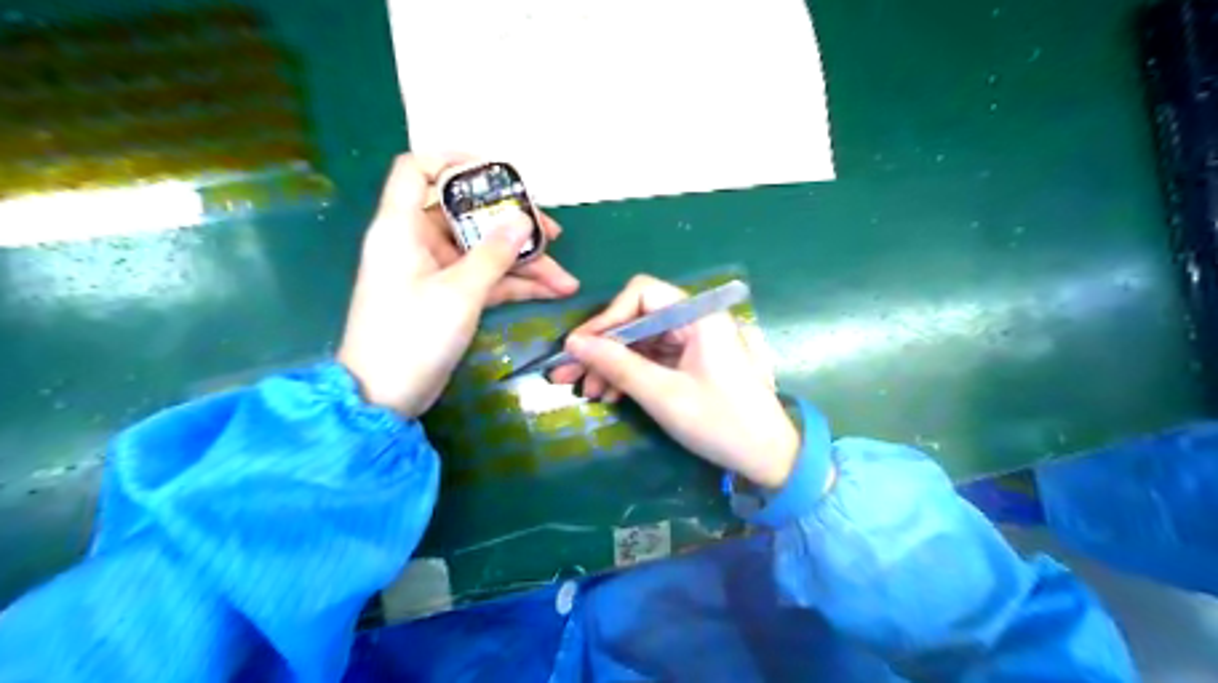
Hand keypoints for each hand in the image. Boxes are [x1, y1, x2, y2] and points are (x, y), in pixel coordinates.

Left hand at [333, 151, 575, 416]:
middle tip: (553, 234)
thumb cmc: (412, 337)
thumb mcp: (459, 293)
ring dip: (524, 263)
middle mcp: (417, 242)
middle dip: (512, 224)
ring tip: (565, 278)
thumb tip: (523, 220)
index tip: (498, 173)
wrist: (384, 397)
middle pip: (468, 215)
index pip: (417, 170)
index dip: (453, 161)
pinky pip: (486, 280)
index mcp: (402, 227)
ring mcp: (435, 272)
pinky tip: (552, 292)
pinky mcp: (448, 297)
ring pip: (484, 252)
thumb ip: (494, 254)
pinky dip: (515, 285)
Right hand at [551, 275, 801, 487]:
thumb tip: (573, 344)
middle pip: (638, 319)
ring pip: (641, 341)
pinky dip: (630, 374)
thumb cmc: (720, 422)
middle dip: (603, 347)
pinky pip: (653, 358)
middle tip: (568, 376)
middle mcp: (696, 320)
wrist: (769, 457)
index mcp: (698, 316)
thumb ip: (617, 365)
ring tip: (587, 391)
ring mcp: (695, 341)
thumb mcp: (663, 394)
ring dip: (612, 364)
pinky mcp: (692, 361)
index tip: (578, 348)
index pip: (641, 294)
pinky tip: (610, 394)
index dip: (606, 318)